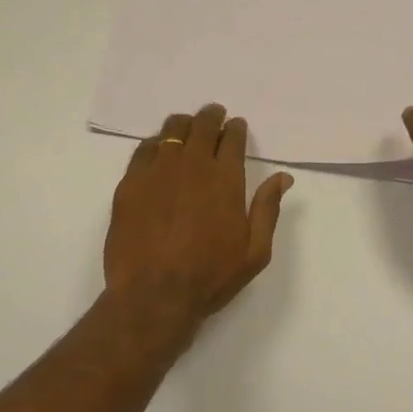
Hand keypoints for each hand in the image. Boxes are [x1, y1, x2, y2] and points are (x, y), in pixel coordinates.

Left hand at [104, 104, 291, 337]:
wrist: (153, 295)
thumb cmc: (210, 277)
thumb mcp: (255, 252)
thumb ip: (268, 209)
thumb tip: (282, 177)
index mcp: (226, 180)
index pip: (232, 139)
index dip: (236, 129)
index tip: (236, 127)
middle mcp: (192, 166)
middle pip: (202, 126)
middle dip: (211, 117)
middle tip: (214, 116)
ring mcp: (157, 171)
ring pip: (171, 131)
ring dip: (184, 125)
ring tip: (187, 127)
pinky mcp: (129, 183)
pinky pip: (143, 150)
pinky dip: (155, 143)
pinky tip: (158, 150)